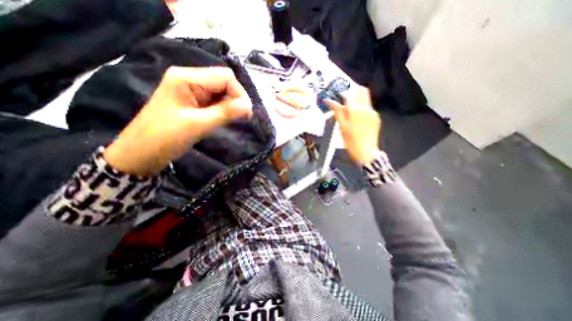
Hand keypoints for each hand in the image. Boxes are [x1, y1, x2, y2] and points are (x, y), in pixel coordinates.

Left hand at [105, 67, 252, 176]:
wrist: (141, 153)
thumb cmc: (165, 137)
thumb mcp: (198, 125)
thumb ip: (225, 113)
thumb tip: (249, 107)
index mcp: (187, 78)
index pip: (225, 77)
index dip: (239, 93)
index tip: (246, 113)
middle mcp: (190, 79)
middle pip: (224, 82)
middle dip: (235, 99)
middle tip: (239, 118)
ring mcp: (191, 90)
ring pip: (221, 92)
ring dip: (229, 106)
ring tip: (229, 120)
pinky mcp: (192, 101)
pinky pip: (215, 101)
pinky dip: (223, 110)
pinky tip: (222, 119)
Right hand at [324, 87, 380, 163]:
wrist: (366, 152)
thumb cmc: (351, 141)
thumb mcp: (342, 127)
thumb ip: (337, 112)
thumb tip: (330, 101)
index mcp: (356, 110)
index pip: (350, 93)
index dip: (343, 92)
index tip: (338, 96)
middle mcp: (366, 108)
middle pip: (362, 91)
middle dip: (353, 92)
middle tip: (345, 99)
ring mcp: (373, 113)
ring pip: (365, 99)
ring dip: (357, 101)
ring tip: (350, 111)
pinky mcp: (376, 118)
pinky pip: (368, 108)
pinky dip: (362, 109)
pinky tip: (357, 119)